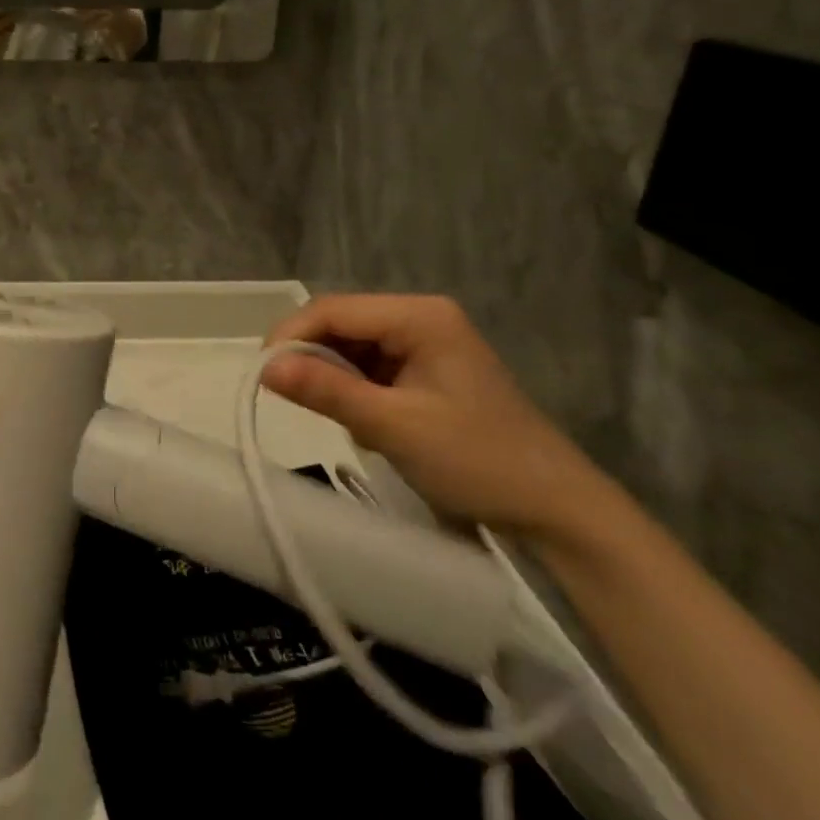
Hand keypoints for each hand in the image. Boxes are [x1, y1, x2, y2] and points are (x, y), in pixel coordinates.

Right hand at [262, 295, 613, 547]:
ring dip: (331, 376)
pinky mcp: (426, 370)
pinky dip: (353, 390)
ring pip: (352, 346)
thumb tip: (264, 367)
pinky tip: (359, 420)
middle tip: (286, 397)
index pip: (333, 309)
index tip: (262, 374)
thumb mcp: (393, 426)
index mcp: (419, 316)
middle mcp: (420, 318)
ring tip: (327, 414)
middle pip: (341, 323)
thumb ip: (326, 391)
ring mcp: (425, 343)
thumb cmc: (477, 461)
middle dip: (310, 357)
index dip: (291, 335)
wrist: (557, 509)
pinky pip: (369, 367)